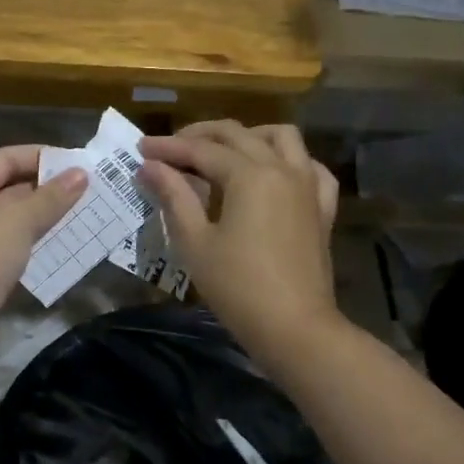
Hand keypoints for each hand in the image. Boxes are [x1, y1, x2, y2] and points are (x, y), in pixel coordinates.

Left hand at [0, 147, 85, 361]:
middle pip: (8, 189)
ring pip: (13, 221)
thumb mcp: (18, 220)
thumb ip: (51, 197)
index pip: (4, 159)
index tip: (74, 162)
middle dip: (46, 188)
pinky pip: (14, 248)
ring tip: (82, 214)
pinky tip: (64, 244)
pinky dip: (37, 243)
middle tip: (86, 190)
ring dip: (44, 217)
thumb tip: (81, 174)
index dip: (38, 156)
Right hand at [137, 122, 341, 360]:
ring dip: (248, 136)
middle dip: (200, 135)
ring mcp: (308, 186)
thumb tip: (150, 166)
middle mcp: (282, 168)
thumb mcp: (195, 242)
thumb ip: (174, 196)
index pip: (201, 149)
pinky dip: (290, 160)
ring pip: (281, 138)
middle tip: (170, 149)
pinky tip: (274, 172)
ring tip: (222, 152)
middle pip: (238, 135)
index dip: (168, 147)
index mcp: (250, 175)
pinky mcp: (322, 208)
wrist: (294, 328)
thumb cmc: (237, 287)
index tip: (141, 149)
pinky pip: (311, 167)